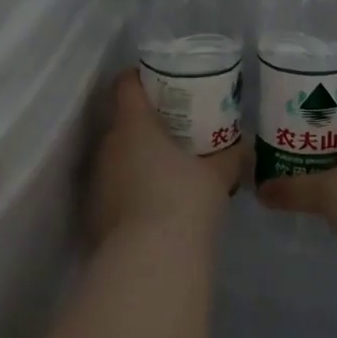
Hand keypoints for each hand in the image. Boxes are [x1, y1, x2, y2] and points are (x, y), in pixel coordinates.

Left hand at [87, 71, 246, 243]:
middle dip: (144, 121)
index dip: (139, 77)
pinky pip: (114, 186)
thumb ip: (229, 156)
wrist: (151, 259)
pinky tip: (153, 202)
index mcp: (134, 124)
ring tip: (165, 166)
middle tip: (173, 128)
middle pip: (121, 120)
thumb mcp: (217, 175)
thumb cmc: (185, 200)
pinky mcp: (95, 210)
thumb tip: (241, 147)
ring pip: (116, 155)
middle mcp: (108, 145)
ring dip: (136, 156)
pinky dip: (130, 186)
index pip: (125, 85)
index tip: (158, 81)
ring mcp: (98, 179)